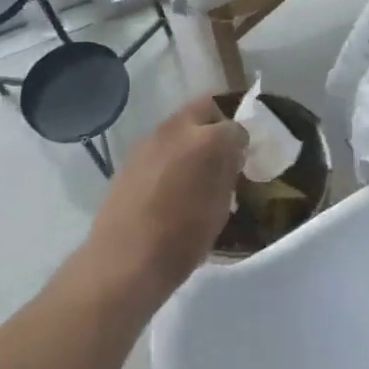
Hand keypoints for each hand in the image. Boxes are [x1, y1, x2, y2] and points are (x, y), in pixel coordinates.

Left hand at [84, 96, 247, 305]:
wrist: (125, 259)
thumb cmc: (182, 240)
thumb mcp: (220, 208)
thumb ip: (228, 173)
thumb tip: (232, 156)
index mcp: (208, 140)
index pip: (236, 127)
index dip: (243, 142)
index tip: (244, 159)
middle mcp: (177, 129)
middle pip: (205, 109)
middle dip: (217, 124)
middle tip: (223, 151)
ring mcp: (150, 140)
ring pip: (180, 124)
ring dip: (193, 137)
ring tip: (197, 168)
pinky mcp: (131, 156)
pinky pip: (161, 143)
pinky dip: (172, 152)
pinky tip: (172, 180)